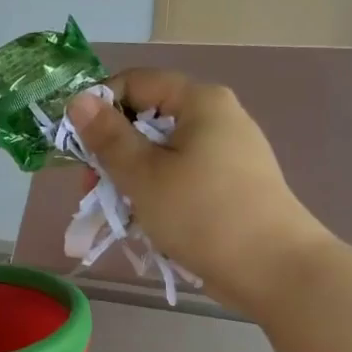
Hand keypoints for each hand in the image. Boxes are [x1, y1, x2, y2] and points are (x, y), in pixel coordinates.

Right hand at [65, 70, 331, 310]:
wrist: (273, 269)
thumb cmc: (202, 213)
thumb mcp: (143, 174)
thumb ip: (108, 136)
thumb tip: (78, 99)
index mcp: (200, 101)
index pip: (136, 82)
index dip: (99, 107)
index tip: (78, 147)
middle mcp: (217, 118)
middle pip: (148, 119)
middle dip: (113, 152)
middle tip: (92, 191)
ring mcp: (228, 153)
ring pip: (162, 154)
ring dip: (131, 179)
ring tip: (117, 214)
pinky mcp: (232, 186)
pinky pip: (181, 177)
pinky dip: (157, 194)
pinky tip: (146, 223)